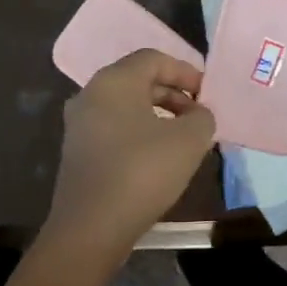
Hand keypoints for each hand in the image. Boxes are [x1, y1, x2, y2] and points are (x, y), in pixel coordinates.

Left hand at [41, 49, 216, 264]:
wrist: (92, 226)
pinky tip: (159, 158)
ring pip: (126, 108)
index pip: (154, 59)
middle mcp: (90, 95)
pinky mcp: (78, 153)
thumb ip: (202, 118)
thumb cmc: (142, 172)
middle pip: (138, 81)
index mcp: (113, 82)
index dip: (186, 71)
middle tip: (200, 116)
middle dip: (174, 95)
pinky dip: (140, 134)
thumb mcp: (189, 141)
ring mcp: (79, 125)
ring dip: (159, 116)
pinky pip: (115, 130)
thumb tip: (198, 115)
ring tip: (185, 139)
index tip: (208, 94)